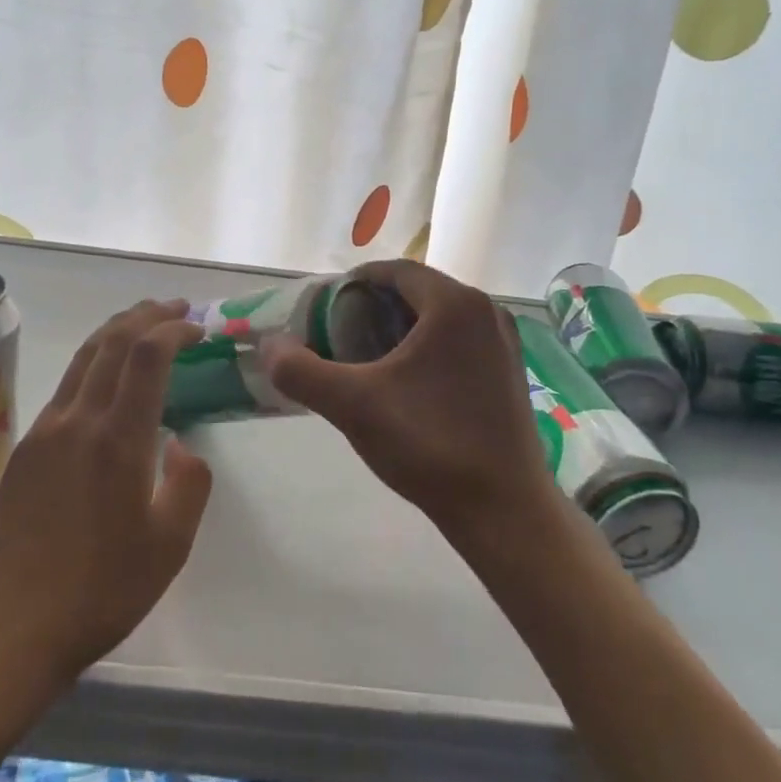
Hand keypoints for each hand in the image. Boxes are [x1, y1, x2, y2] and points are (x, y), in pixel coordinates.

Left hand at [0, 300, 212, 684]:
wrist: (7, 627)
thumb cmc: (98, 591)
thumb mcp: (168, 547)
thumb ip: (188, 485)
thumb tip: (179, 446)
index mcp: (117, 439)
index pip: (146, 356)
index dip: (173, 330)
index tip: (198, 328)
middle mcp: (77, 420)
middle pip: (111, 342)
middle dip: (145, 316)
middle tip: (174, 308)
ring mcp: (45, 431)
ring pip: (83, 358)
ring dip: (116, 331)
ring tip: (142, 324)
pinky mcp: (25, 449)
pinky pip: (66, 386)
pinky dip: (94, 362)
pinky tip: (105, 380)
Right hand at [263, 261, 550, 542]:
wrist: (504, 510)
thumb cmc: (429, 444)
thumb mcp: (353, 405)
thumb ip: (301, 371)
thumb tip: (270, 346)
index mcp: (454, 303)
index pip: (395, 271)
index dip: (355, 282)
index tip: (325, 306)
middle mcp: (485, 311)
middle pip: (417, 291)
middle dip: (375, 306)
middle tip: (340, 333)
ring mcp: (504, 341)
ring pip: (439, 317)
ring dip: (401, 327)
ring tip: (368, 357)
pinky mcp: (510, 371)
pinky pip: (459, 340)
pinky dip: (428, 347)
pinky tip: (408, 383)